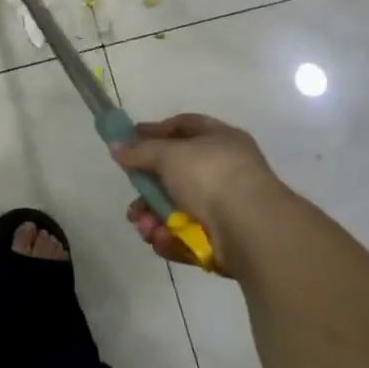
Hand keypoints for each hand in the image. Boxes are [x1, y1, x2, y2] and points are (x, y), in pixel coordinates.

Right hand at [112, 113, 284, 266]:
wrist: (252, 229)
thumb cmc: (211, 176)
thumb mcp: (169, 154)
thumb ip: (140, 151)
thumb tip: (115, 147)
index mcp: (221, 140)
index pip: (185, 126)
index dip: (156, 131)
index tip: (130, 140)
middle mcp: (225, 171)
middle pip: (176, 175)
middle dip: (148, 189)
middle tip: (132, 198)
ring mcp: (226, 207)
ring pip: (178, 209)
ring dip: (154, 218)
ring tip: (143, 227)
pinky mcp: (223, 240)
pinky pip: (188, 235)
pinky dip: (170, 239)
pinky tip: (159, 240)